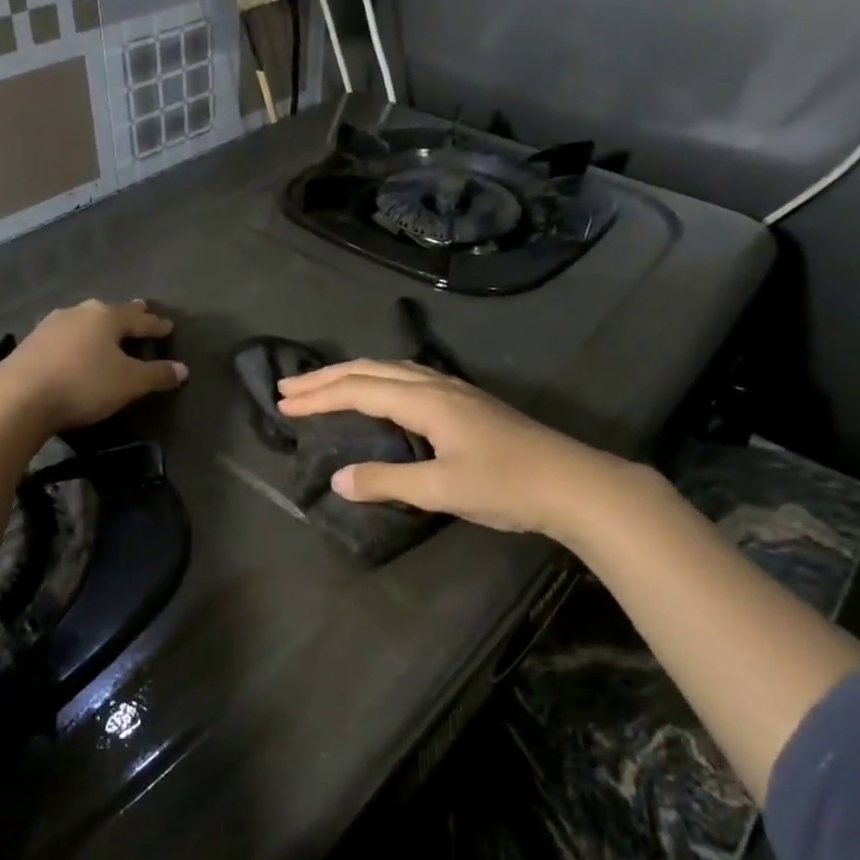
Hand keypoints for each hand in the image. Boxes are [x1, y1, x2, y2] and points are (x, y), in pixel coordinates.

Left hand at [0, 299, 186, 434]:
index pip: (140, 319)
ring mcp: (51, 325)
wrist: (17, 397)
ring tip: (108, 330)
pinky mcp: (31, 342)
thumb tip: (183, 369)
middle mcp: (79, 312)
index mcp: (107, 317)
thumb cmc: (83, 385)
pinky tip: (75, 346)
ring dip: (99, 326)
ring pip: (85, 320)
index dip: (157, 325)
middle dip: (129, 315)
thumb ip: (157, 375)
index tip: (169, 326)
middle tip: (142, 311)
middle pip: (111, 312)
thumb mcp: (129, 383)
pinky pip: (65, 335)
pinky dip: (78, 339)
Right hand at [276, 359, 624, 538]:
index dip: (319, 396)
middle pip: (372, 369)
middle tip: (289, 388)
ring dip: (354, 374)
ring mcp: (456, 392)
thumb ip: (388, 482)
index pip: (359, 389)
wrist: (576, 484)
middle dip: (327, 377)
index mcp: (426, 401)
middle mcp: (437, 386)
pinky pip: (410, 378)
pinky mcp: (469, 404)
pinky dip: (380, 380)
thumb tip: (338, 479)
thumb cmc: (508, 486)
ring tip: (325, 384)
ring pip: (393, 369)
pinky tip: (382, 393)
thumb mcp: (442, 489)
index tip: (283, 404)